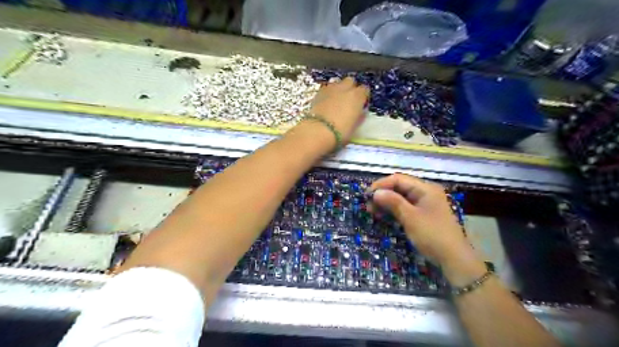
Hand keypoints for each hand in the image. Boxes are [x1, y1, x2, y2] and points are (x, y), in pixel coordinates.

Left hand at [309, 77, 366, 141]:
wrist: (318, 130)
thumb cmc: (341, 131)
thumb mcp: (355, 126)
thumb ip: (358, 115)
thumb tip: (359, 112)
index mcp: (357, 96)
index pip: (365, 89)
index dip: (363, 96)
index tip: (361, 103)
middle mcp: (345, 88)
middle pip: (350, 81)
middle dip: (350, 88)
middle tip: (348, 100)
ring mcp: (331, 88)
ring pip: (337, 82)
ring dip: (339, 89)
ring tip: (336, 99)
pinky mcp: (319, 92)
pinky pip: (326, 88)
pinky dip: (328, 93)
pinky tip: (326, 102)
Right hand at [369, 175, 480, 277]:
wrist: (453, 259)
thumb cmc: (432, 235)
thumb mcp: (410, 218)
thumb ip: (393, 202)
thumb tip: (375, 192)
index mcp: (425, 188)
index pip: (398, 179)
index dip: (381, 185)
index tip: (367, 195)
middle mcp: (425, 192)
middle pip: (399, 187)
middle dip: (383, 194)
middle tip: (368, 205)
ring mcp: (424, 203)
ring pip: (401, 197)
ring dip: (386, 202)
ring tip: (372, 211)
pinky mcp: (422, 214)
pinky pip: (405, 207)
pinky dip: (393, 210)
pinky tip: (383, 215)